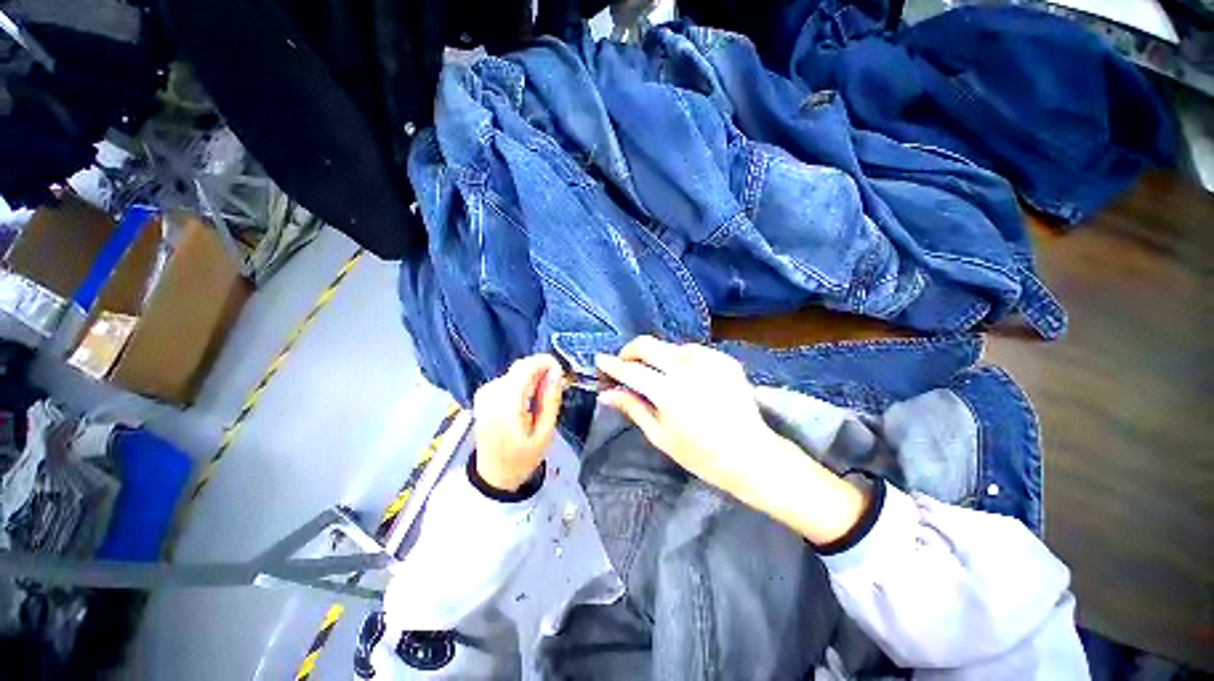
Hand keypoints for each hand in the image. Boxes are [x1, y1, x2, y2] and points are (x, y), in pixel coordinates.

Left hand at [472, 354, 563, 491]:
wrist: (493, 476)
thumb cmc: (522, 458)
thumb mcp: (544, 433)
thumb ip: (550, 400)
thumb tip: (556, 372)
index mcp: (505, 406)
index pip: (524, 368)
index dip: (545, 362)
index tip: (561, 372)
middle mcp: (491, 395)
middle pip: (520, 367)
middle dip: (541, 370)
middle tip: (557, 386)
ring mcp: (484, 394)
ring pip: (515, 372)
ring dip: (532, 377)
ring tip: (543, 397)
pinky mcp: (483, 396)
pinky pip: (507, 379)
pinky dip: (522, 383)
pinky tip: (529, 399)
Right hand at [595, 337, 773, 495]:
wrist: (751, 455)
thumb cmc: (701, 455)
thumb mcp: (660, 435)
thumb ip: (633, 408)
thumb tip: (606, 394)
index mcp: (669, 393)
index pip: (631, 370)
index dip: (612, 365)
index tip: (599, 360)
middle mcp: (688, 369)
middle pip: (648, 345)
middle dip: (630, 351)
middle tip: (624, 364)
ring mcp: (709, 361)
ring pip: (669, 346)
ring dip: (655, 356)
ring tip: (655, 374)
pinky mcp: (724, 360)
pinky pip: (692, 350)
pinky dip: (680, 358)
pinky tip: (683, 374)